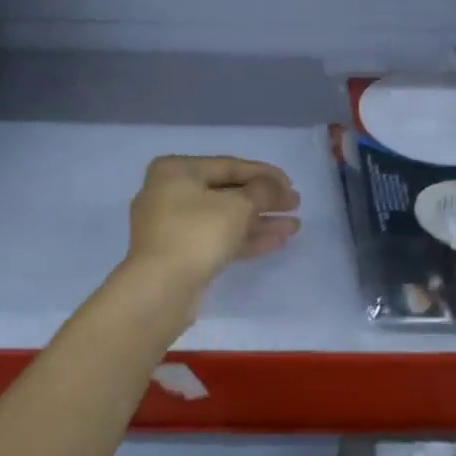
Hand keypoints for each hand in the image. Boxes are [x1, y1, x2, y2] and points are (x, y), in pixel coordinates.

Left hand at [127, 156, 300, 288]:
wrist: (160, 289)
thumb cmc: (197, 233)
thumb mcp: (238, 206)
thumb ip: (263, 191)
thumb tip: (277, 187)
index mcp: (176, 171)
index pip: (229, 165)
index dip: (265, 174)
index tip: (292, 185)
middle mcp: (169, 193)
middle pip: (227, 192)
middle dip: (264, 200)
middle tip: (295, 205)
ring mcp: (172, 227)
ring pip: (224, 218)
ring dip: (259, 222)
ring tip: (294, 227)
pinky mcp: (179, 255)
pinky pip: (217, 239)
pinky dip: (244, 239)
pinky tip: (276, 242)